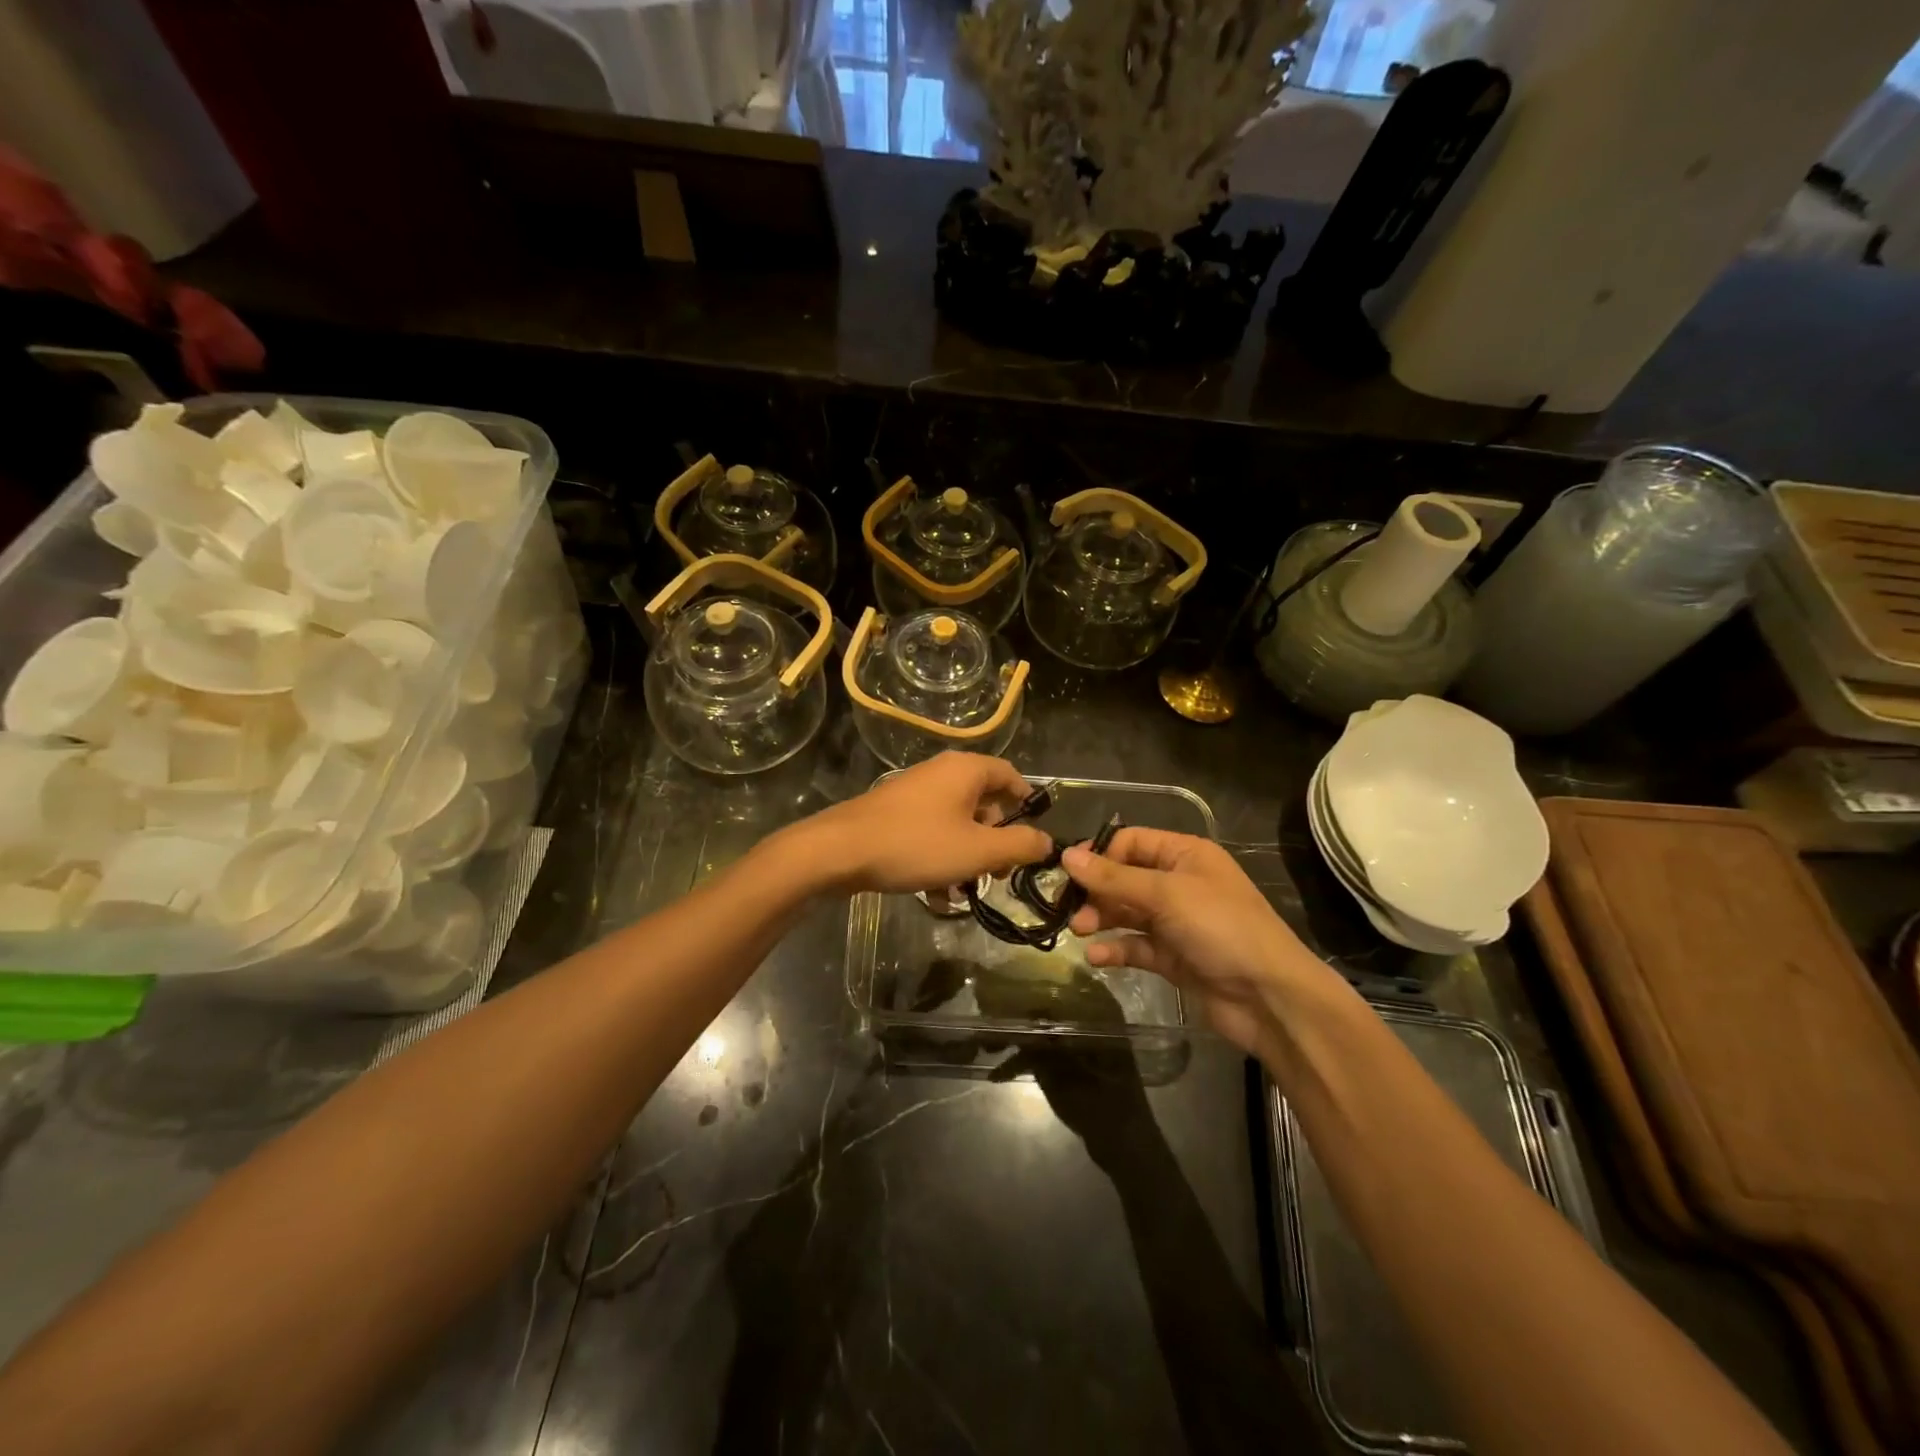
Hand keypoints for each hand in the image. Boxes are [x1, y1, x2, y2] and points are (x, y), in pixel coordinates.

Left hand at [788, 752, 1053, 895]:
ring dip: (967, 857)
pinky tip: (937, 895)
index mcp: (966, 770)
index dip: (1027, 803)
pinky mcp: (894, 814)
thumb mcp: (978, 850)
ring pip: (956, 823)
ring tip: (965, 891)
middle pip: (984, 802)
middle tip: (999, 873)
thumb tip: (1046, 841)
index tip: (1034, 836)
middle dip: (996, 840)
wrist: (839, 851)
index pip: (1010, 775)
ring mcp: (914, 792)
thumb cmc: (917, 845)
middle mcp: (941, 773)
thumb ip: (1019, 845)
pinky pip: (930, 833)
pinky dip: (940, 858)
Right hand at [1062, 829, 1333, 1056]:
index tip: (1069, 873)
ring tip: (1080, 931)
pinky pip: (1136, 946)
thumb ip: (1114, 878)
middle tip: (1070, 909)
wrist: (1269, 997)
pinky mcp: (1172, 957)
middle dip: (1096, 891)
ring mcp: (1176, 922)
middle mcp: (1179, 883)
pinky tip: (1095, 957)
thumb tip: (1067, 856)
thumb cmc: (1221, 928)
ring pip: (1126, 912)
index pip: (1131, 842)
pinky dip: (1115, 949)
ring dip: (1101, 918)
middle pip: (1124, 877)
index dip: (1100, 854)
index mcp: (1185, 854)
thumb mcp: (1166, 894)